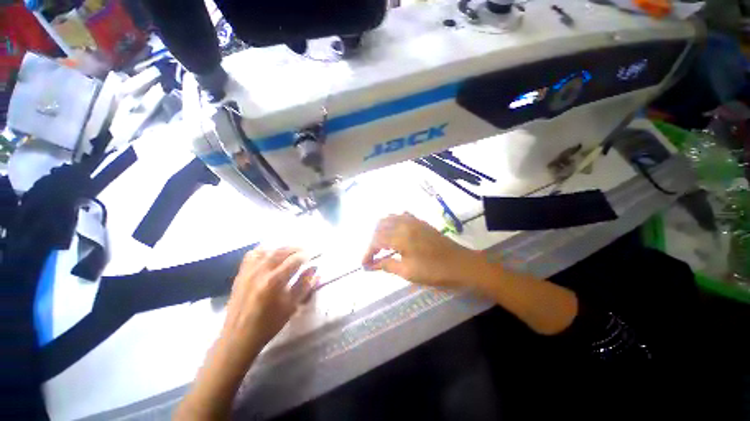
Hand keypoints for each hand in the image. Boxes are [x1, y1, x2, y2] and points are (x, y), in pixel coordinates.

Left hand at [221, 246, 316, 356]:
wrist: (238, 337)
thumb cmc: (269, 324)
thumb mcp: (291, 306)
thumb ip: (305, 285)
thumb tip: (315, 269)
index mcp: (274, 282)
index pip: (294, 260)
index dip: (306, 255)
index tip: (314, 255)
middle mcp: (260, 272)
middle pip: (281, 251)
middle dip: (296, 248)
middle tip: (305, 251)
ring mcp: (248, 271)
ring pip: (268, 250)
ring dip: (282, 248)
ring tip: (291, 252)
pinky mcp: (240, 273)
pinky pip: (253, 254)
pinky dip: (265, 250)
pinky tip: (271, 254)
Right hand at [362, 213, 486, 289]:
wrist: (461, 264)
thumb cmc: (434, 271)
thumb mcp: (408, 272)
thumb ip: (387, 265)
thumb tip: (370, 265)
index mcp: (401, 236)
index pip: (377, 241)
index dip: (368, 252)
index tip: (364, 264)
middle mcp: (405, 224)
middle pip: (380, 227)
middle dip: (373, 240)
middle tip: (372, 255)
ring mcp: (413, 221)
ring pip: (389, 218)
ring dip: (381, 230)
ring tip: (380, 244)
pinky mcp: (420, 222)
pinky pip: (401, 216)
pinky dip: (392, 223)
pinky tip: (393, 232)